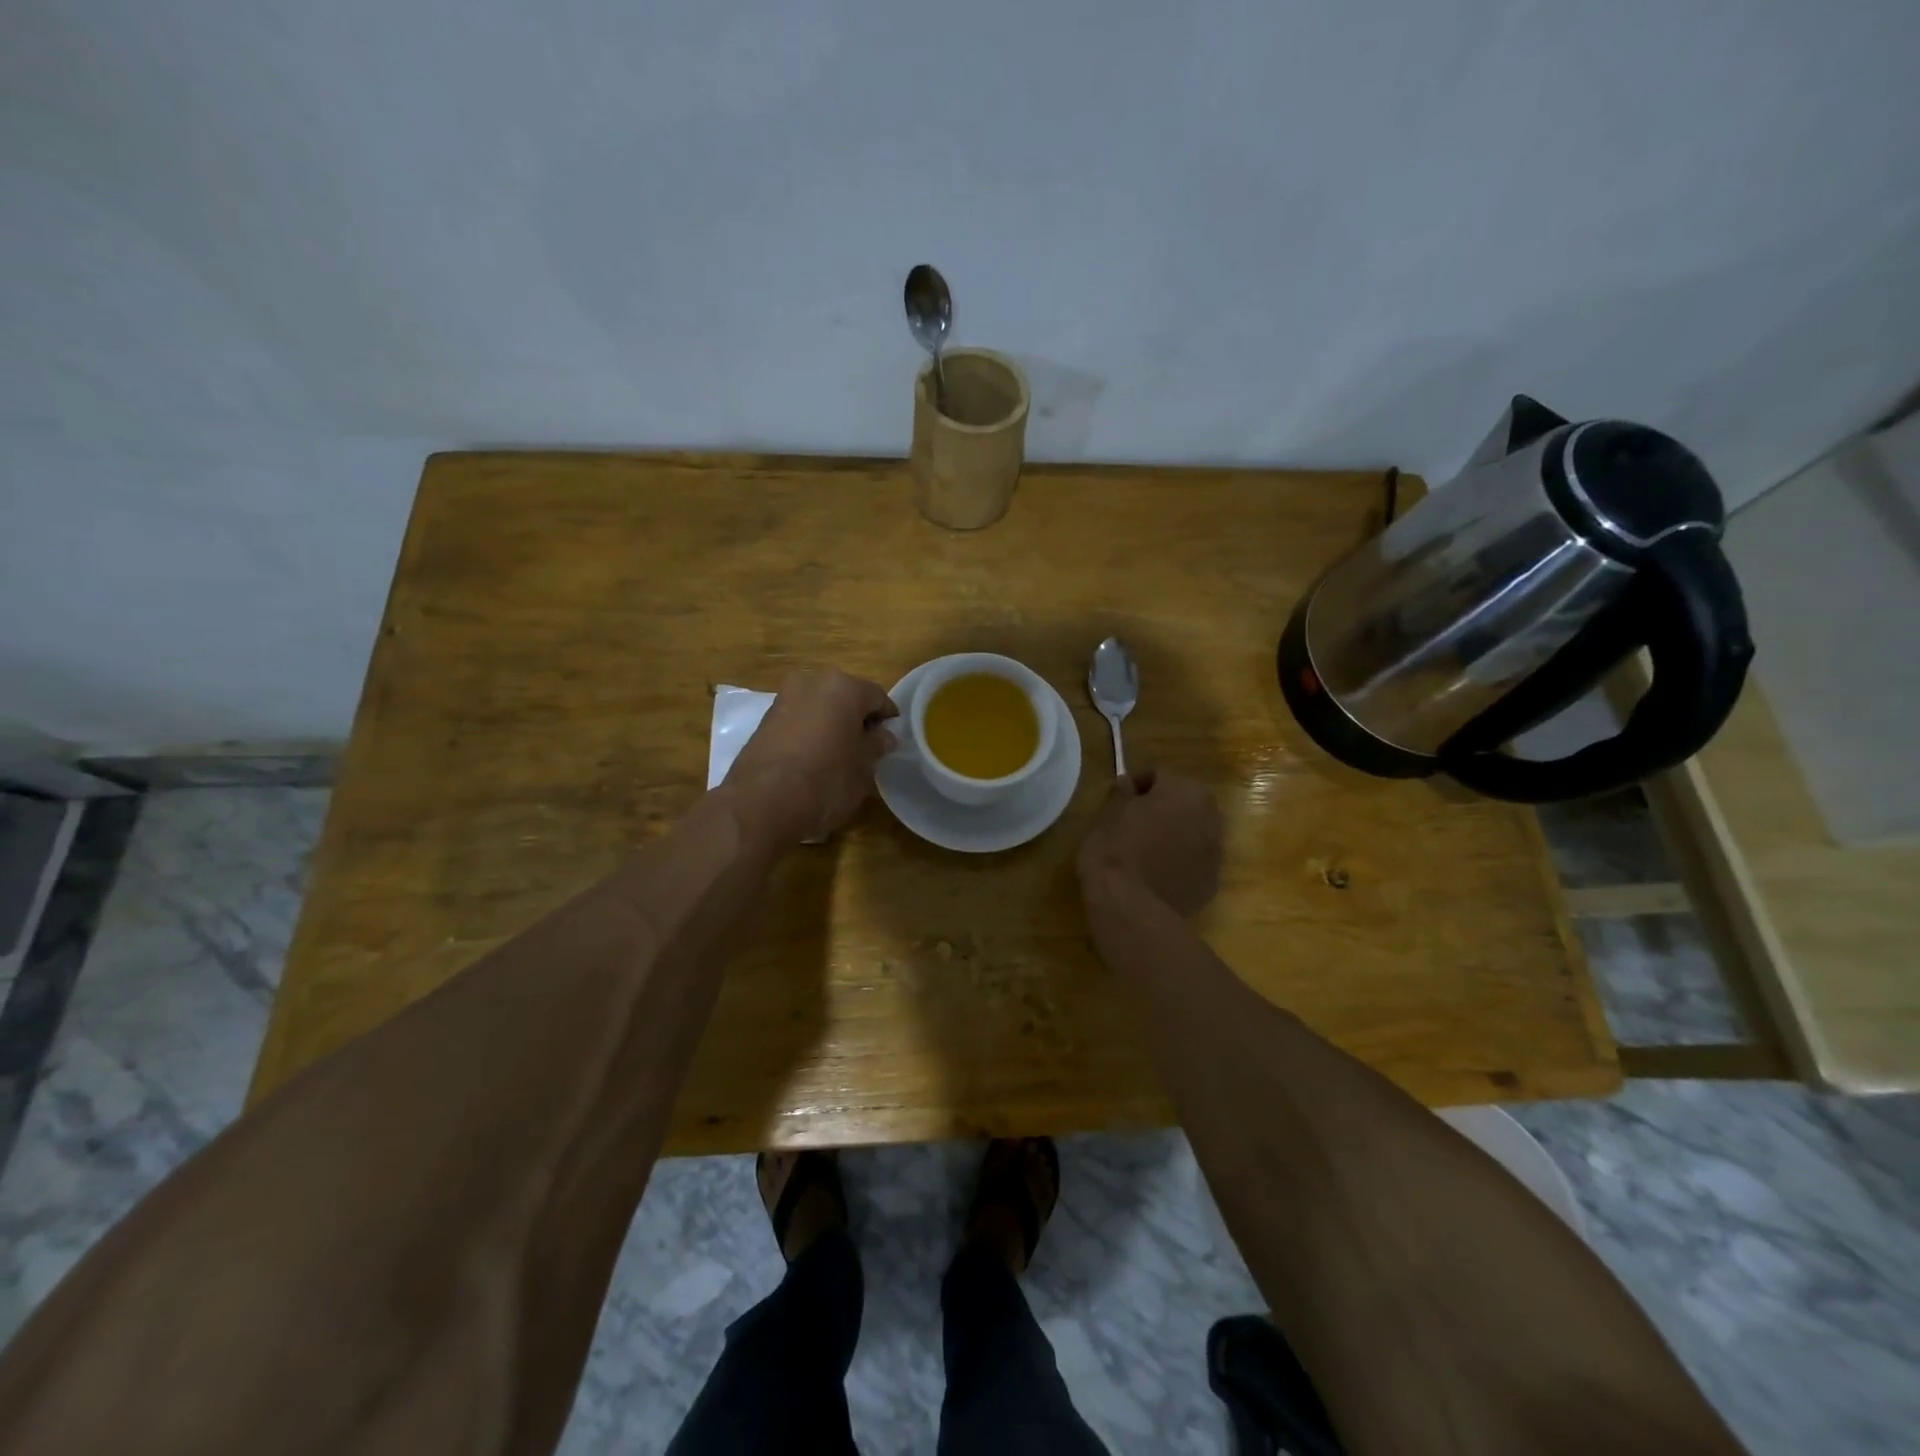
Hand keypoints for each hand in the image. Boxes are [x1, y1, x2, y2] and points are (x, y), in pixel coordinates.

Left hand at [726, 670, 897, 841]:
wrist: (762, 803)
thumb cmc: (826, 781)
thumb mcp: (863, 769)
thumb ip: (875, 746)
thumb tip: (883, 736)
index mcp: (844, 688)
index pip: (877, 696)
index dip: (887, 718)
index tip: (891, 739)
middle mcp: (812, 683)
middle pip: (845, 697)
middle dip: (856, 718)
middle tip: (866, 747)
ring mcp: (784, 699)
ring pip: (819, 707)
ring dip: (831, 724)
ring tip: (838, 755)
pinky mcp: (764, 720)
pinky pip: (798, 720)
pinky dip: (809, 733)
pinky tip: (813, 759)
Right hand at [1076, 769, 1223, 916]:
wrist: (1130, 905)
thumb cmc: (1115, 848)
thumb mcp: (1108, 813)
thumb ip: (1122, 793)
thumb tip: (1128, 784)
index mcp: (1185, 791)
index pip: (1160, 774)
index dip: (1137, 783)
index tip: (1119, 797)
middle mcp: (1209, 816)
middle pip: (1185, 801)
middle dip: (1164, 806)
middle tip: (1135, 820)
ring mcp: (1215, 851)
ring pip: (1194, 831)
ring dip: (1176, 833)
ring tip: (1147, 848)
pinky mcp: (1212, 882)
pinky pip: (1195, 861)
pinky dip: (1181, 861)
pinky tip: (1157, 872)